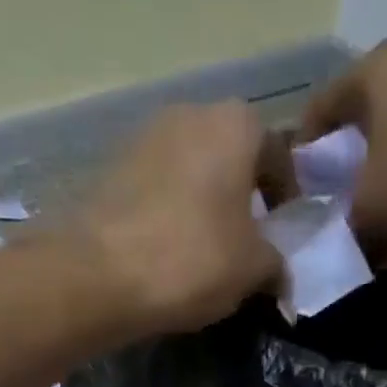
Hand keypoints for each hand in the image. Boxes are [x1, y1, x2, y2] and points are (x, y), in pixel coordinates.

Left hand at [77, 103, 283, 335]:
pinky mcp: (110, 169)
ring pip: (190, 170)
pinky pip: (156, 189)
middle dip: (241, 195)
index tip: (283, 229)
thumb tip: (279, 273)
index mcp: (236, 123)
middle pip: (229, 155)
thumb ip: (275, 264)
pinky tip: (167, 252)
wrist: (100, 274)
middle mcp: (190, 112)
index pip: (277, 151)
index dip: (286, 193)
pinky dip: (169, 214)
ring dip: (202, 203)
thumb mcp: (252, 269)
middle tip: (245, 241)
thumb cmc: (193, 259)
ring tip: (205, 250)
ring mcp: (143, 137)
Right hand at [299, 38, 386, 252]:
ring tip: (383, 227)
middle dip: (350, 170)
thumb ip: (340, 227)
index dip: (303, 155)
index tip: (299, 195)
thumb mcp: (368, 214)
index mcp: (376, 70)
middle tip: (340, 214)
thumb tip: (333, 244)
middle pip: (366, 121)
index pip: (320, 108)